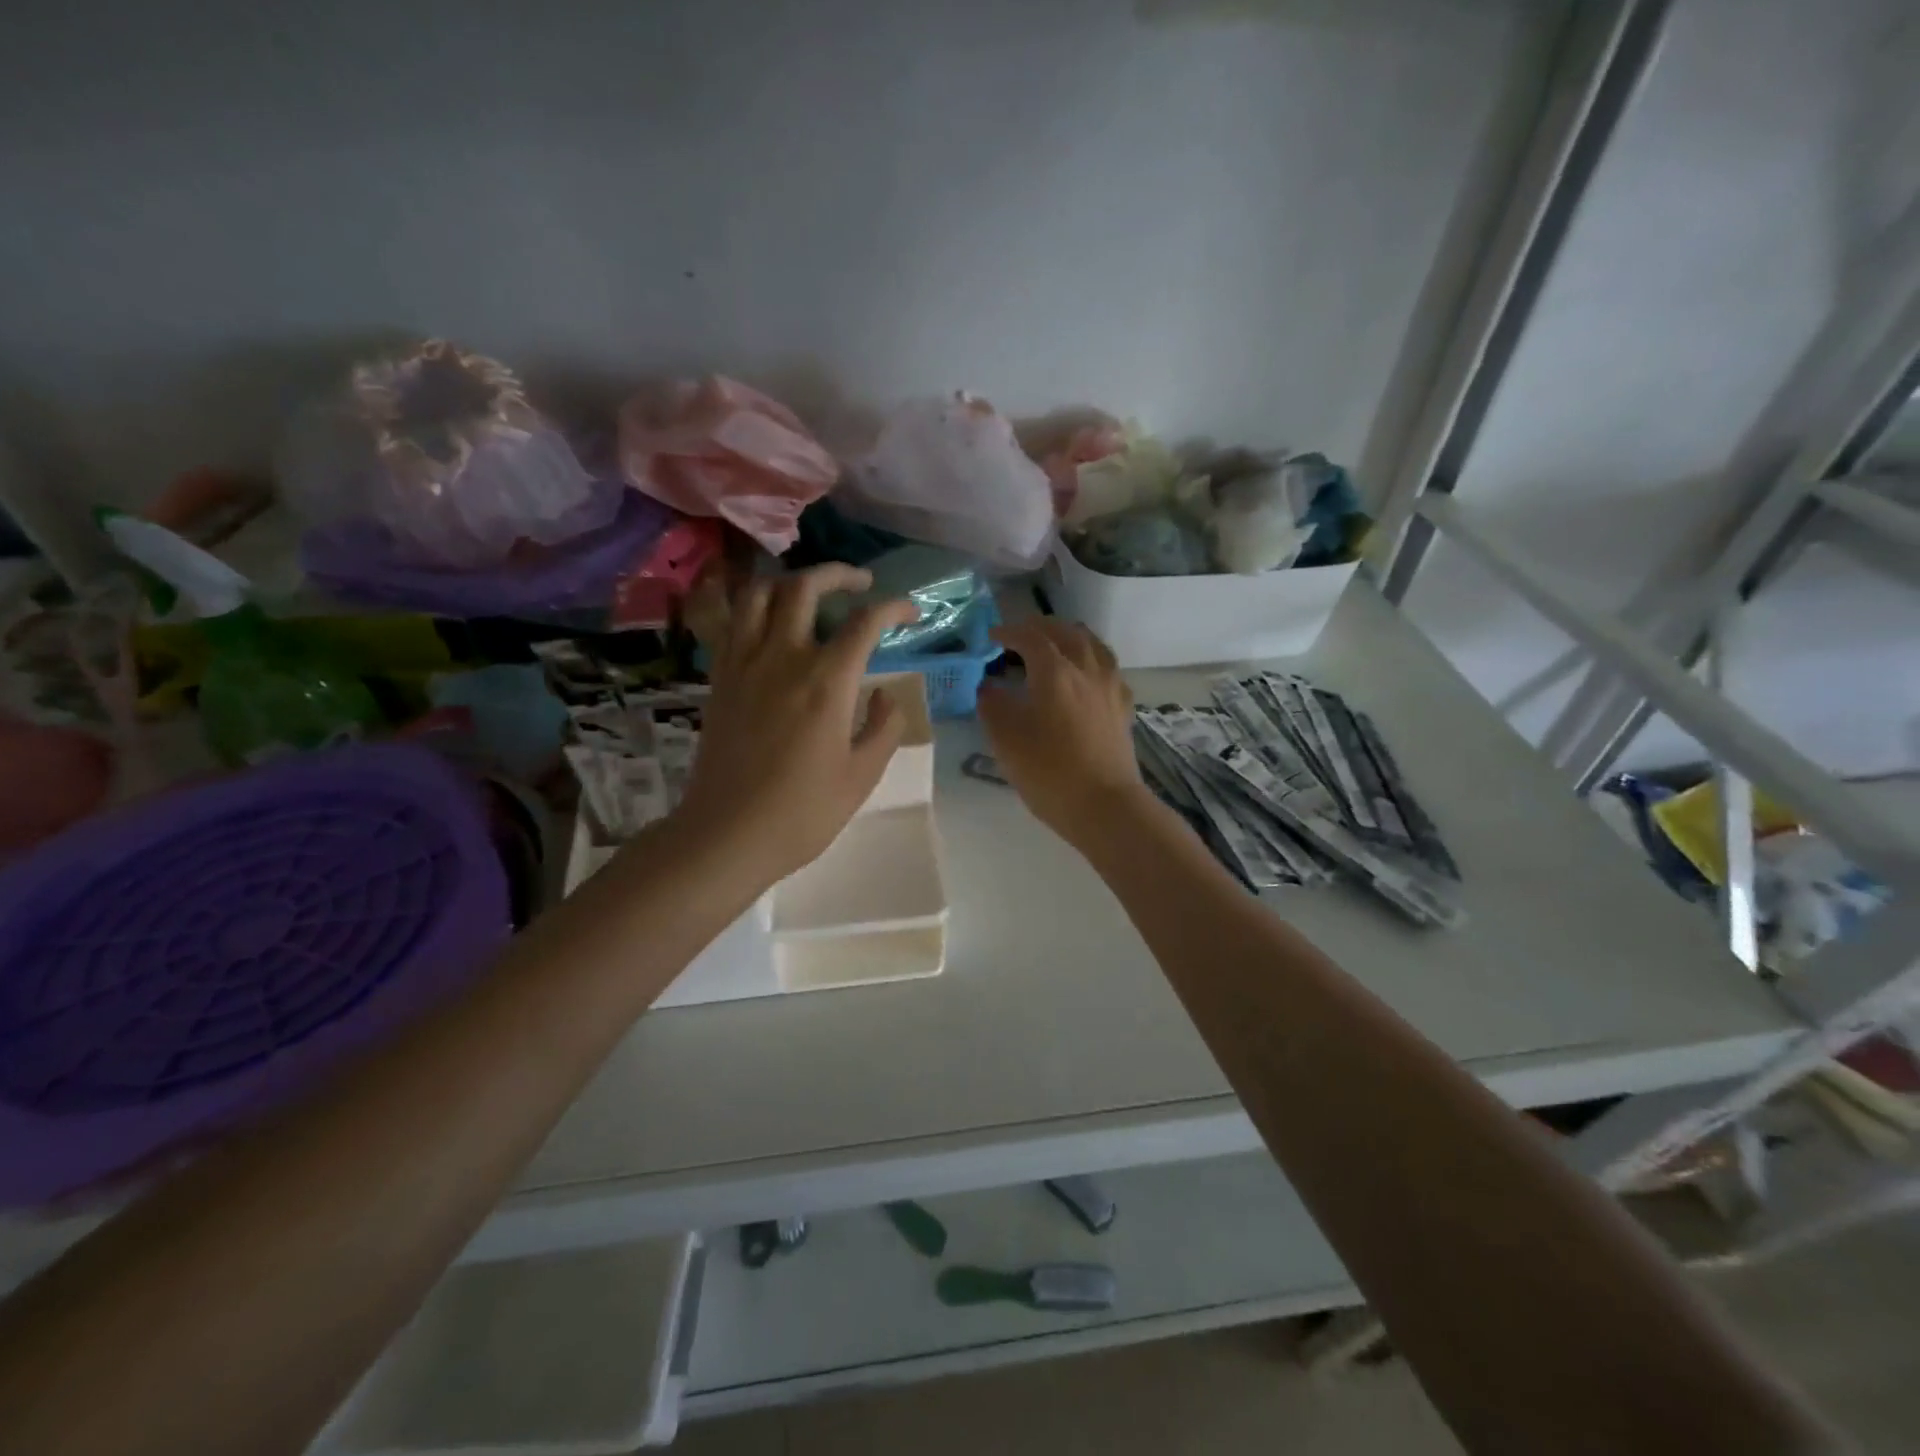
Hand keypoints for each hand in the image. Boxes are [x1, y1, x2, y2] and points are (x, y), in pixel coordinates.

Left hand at [672, 565, 917, 887]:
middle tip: (861, 584)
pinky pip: (733, 622)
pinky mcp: (720, 677)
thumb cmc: (803, 812)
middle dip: (839, 574)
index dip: (895, 608)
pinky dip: (755, 607)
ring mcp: (745, 663)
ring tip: (811, 593)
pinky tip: (771, 622)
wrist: (728, 833)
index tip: (911, 614)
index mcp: (827, 682)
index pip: (866, 622)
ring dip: (790, 582)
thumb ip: (883, 726)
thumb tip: (883, 693)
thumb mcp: (862, 775)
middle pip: (806, 587)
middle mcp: (784, 658)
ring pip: (760, 594)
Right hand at [977, 619, 1148, 846]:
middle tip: (1020, 635)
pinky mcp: (1123, 706)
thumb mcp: (1005, 739)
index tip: (992, 636)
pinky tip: (1083, 676)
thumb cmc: (1048, 771)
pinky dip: (1090, 660)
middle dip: (1040, 627)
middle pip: (1066, 631)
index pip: (1030, 636)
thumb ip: (992, 704)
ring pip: (1092, 644)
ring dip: (1069, 638)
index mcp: (1055, 671)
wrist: (1104, 805)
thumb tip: (989, 685)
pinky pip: (1107, 668)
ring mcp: (1110, 686)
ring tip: (1053, 647)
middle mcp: (1086, 668)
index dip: (1008, 631)